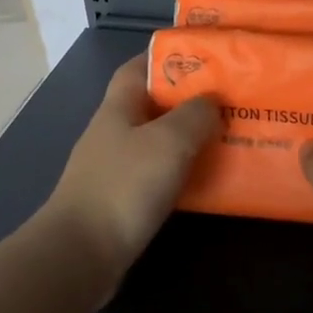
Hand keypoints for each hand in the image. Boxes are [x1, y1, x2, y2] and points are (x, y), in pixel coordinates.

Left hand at [46, 55, 218, 290]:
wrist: (82, 254)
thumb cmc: (124, 186)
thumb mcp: (169, 141)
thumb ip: (195, 115)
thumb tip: (211, 102)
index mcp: (118, 108)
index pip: (138, 68)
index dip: (166, 58)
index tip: (204, 59)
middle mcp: (114, 133)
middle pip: (153, 106)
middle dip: (188, 101)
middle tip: (230, 102)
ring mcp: (115, 168)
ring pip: (158, 143)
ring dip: (189, 139)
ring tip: (228, 138)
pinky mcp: (122, 201)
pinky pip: (158, 175)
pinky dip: (182, 172)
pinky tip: (207, 179)